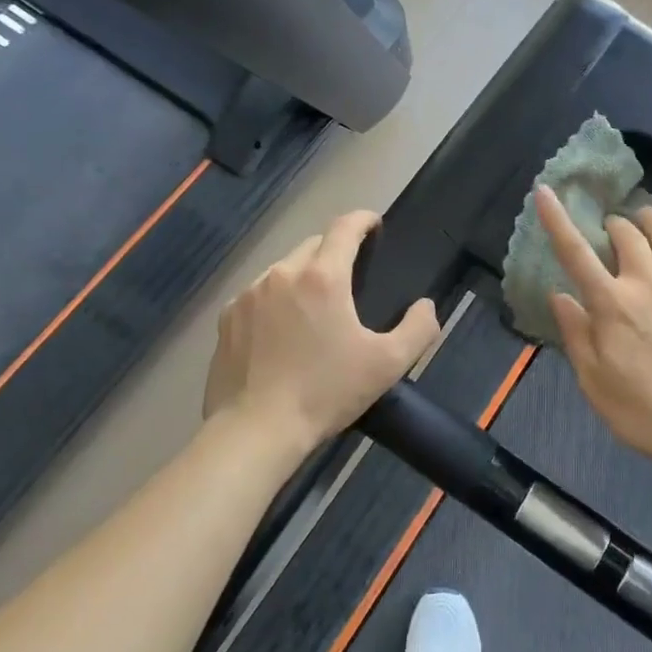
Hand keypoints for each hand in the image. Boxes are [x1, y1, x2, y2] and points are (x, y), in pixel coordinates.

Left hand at [203, 210, 438, 454]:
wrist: (254, 431)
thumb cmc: (325, 393)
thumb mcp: (388, 364)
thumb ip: (418, 328)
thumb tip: (425, 305)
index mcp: (323, 277)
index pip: (345, 227)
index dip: (363, 219)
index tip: (374, 225)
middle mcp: (283, 273)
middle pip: (314, 245)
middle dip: (334, 251)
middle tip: (350, 278)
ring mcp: (249, 294)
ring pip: (284, 268)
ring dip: (304, 275)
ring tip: (315, 307)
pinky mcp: (227, 317)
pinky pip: (258, 293)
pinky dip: (275, 299)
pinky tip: (281, 330)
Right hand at [536, 185, 651, 476]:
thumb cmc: (643, 413)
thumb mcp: (593, 382)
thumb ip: (576, 334)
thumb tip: (559, 295)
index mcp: (612, 305)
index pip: (576, 253)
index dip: (557, 220)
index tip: (545, 191)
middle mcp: (648, 285)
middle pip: (628, 235)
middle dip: (613, 225)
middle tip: (610, 233)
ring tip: (645, 217)